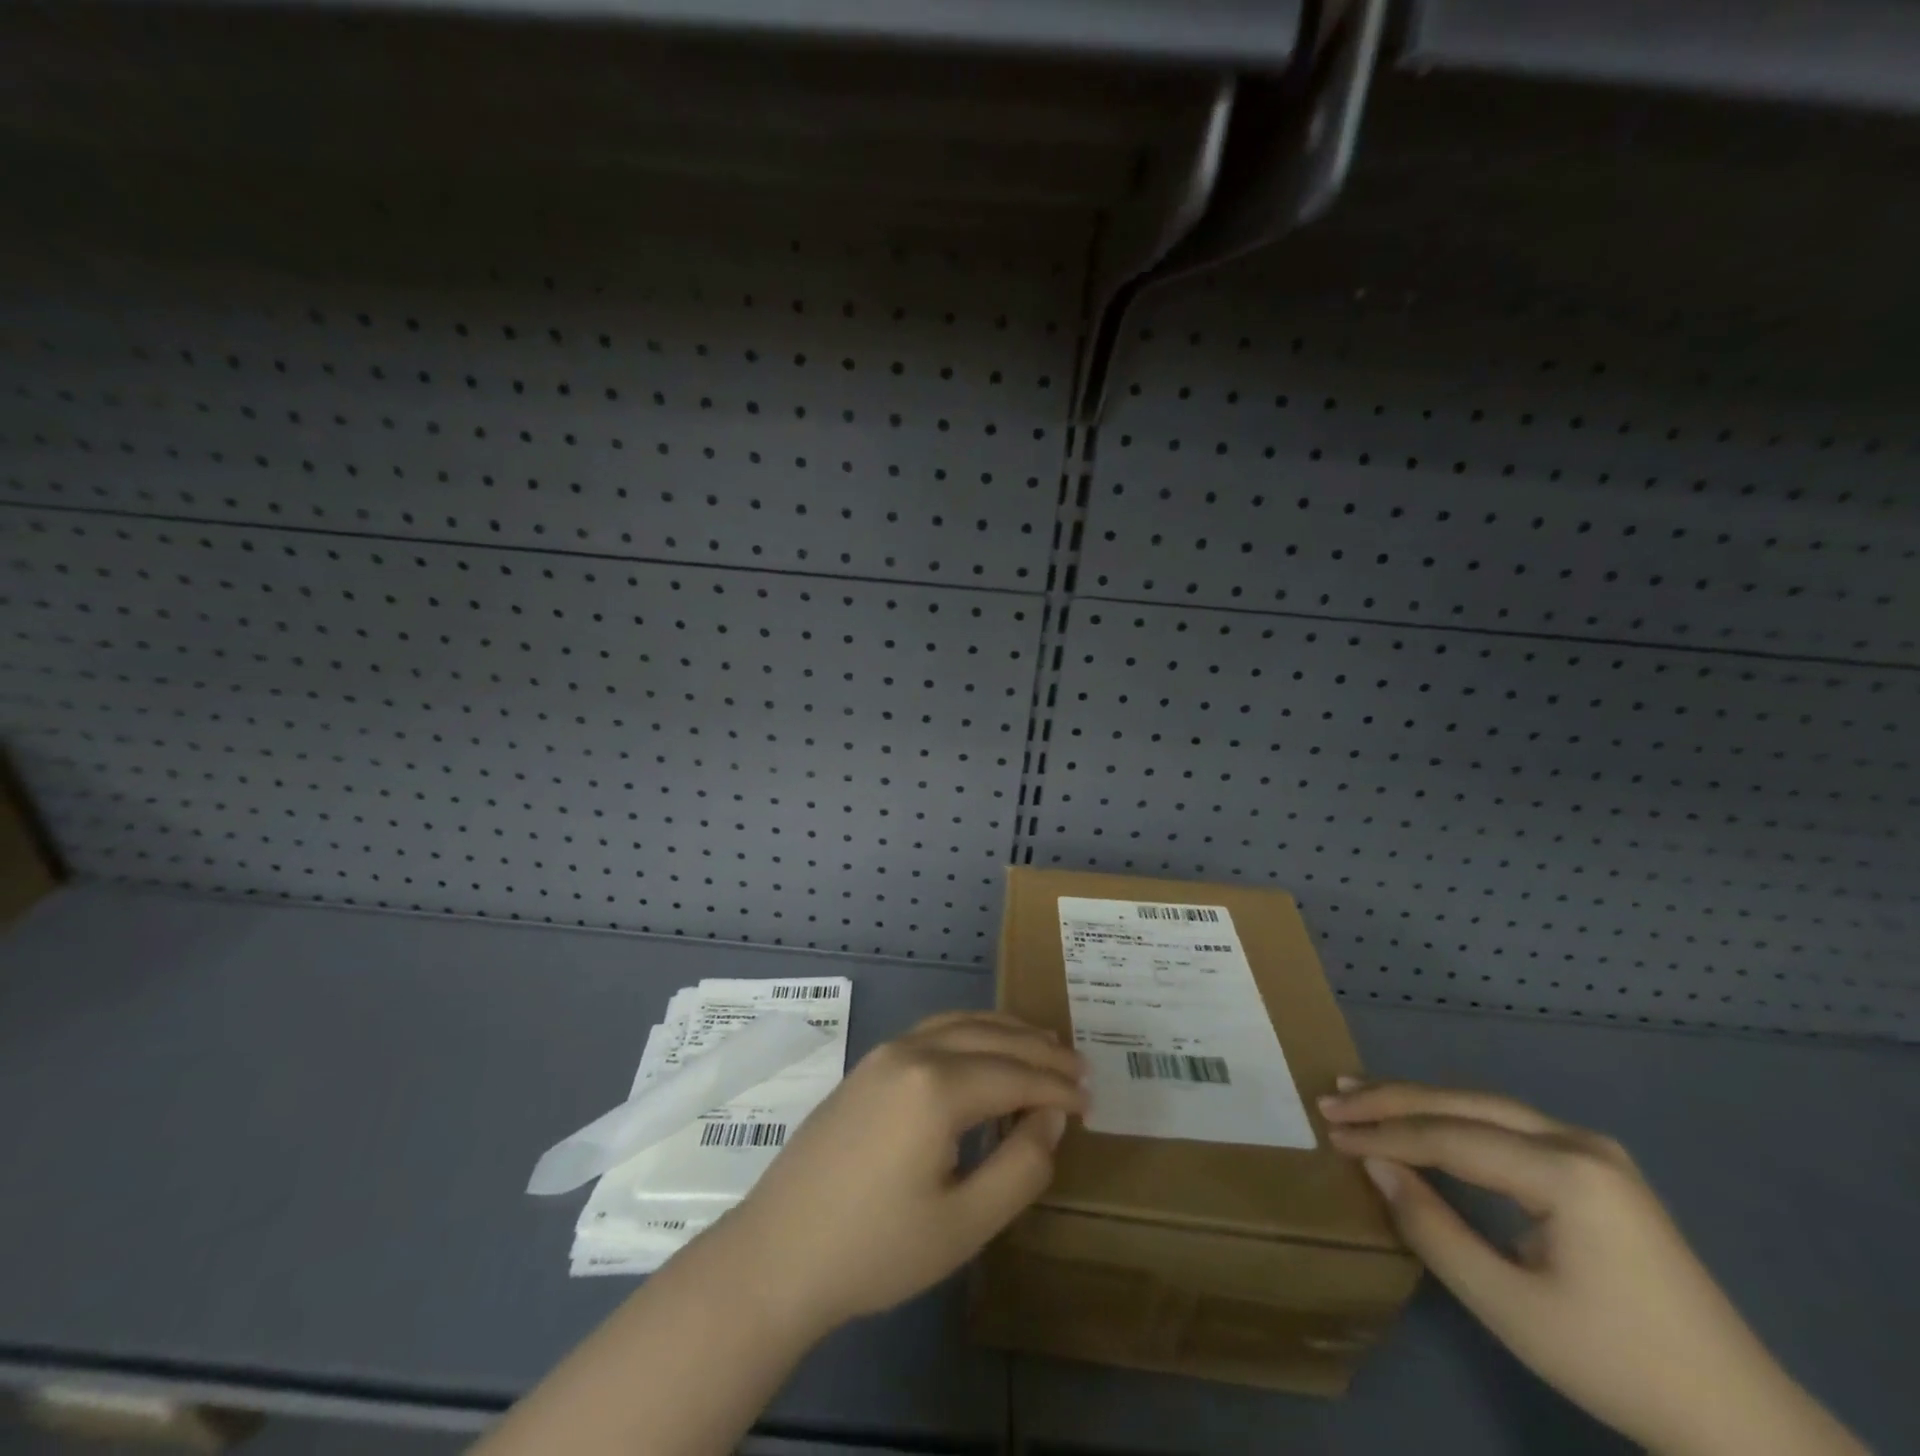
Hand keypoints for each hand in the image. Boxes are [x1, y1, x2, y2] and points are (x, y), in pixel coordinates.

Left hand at [715, 1011, 1086, 1335]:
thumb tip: (1050, 1117)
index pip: (1016, 1074)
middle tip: (1079, 1067)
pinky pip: (934, 1031)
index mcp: (937, 1086)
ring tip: (1043, 1045)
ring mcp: (885, 1052)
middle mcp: (913, 1052)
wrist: (777, 1254)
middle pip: (991, 1038)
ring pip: (961, 1024)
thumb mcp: (964, 1223)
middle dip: (1039, 1050)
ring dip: (1006, 1032)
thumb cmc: (875, 1248)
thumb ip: (1020, 1166)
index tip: (1092, 1099)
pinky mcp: (868, 1065)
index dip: (1057, 1087)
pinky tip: (984, 1050)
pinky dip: (971, 1033)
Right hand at [1320, 1081, 1865, 1455]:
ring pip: (1484, 1107)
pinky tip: (1424, 1119)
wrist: (1740, 1419)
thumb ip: (1433, 1230)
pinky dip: (1455, 1119)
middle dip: (1393, 1100)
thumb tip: (1376, 1167)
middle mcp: (1579, 1142)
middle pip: (1464, 1105)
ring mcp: (1593, 1150)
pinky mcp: (1596, 1166)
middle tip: (1333, 1097)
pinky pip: (1507, 1126)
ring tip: (1362, 1095)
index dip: (1383, 1134)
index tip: (1330, 1132)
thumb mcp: (1509, 1308)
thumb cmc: (1616, 1364)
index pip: (1450, 1138)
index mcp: (1567, 1173)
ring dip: (1420, 1102)